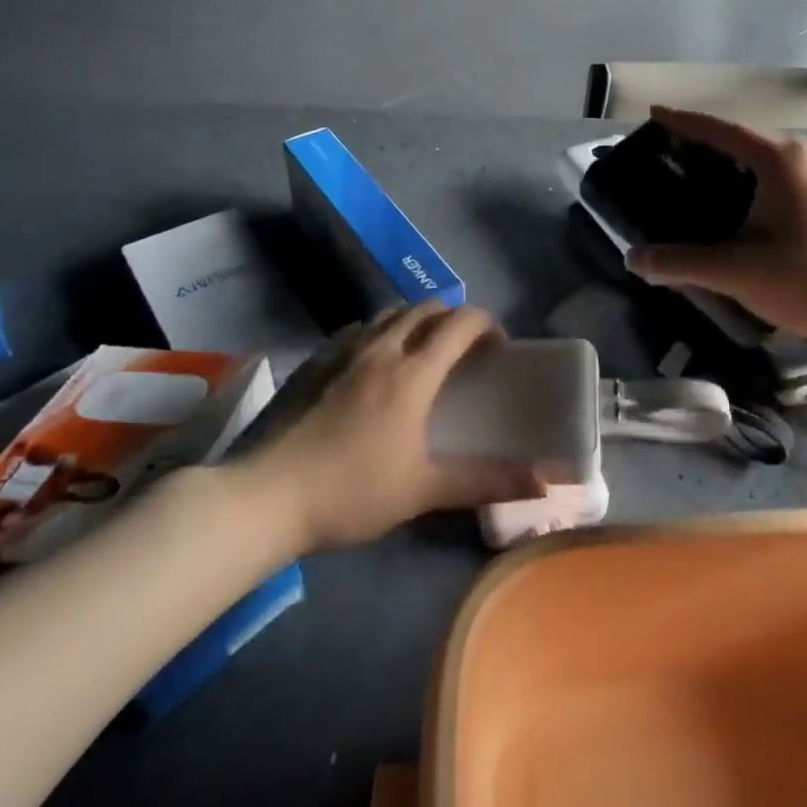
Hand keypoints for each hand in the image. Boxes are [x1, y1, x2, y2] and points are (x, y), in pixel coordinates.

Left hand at [245, 303, 543, 550]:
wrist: (264, 497)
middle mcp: (380, 349)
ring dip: (416, 321)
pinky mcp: (314, 362)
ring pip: (390, 314)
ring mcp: (342, 352)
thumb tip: (542, 481)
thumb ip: (484, 481)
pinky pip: (358, 330)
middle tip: (464, 352)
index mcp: (412, 373)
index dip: (487, 326)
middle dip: (454, 320)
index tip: (498, 350)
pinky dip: (381, 333)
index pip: (461, 323)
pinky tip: (374, 366)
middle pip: (427, 309)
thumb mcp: (423, 490)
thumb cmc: (351, 492)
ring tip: (422, 353)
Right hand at [626, 106, 806, 345]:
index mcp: (782, 159)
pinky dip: (764, 182)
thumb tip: (635, 260)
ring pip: (774, 160)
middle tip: (675, 155)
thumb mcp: (736, 271)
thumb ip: (681, 263)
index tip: (656, 114)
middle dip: (711, 144)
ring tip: (707, 180)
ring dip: (739, 165)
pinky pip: (793, 178)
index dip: (685, 122)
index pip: (723, 130)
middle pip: (749, 140)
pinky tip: (751, 208)